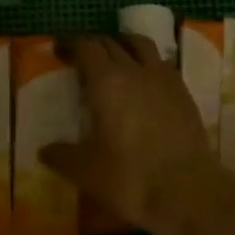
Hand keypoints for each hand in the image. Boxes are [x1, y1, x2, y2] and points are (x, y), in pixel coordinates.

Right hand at [40, 35, 234, 234]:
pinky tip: (145, 82)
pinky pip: (161, 63)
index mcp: (105, 81)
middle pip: (110, 43)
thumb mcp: (87, 173)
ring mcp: (162, 77)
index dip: (70, 45)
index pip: (85, 47)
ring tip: (116, 58)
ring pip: (140, 44)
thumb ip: (62, 157)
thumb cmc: (132, 178)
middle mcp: (133, 69)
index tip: (59, 51)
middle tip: (82, 60)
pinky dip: (147, 63)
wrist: (190, 192)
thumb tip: (44, 151)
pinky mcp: (183, 90)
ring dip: (123, 45)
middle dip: (93, 46)